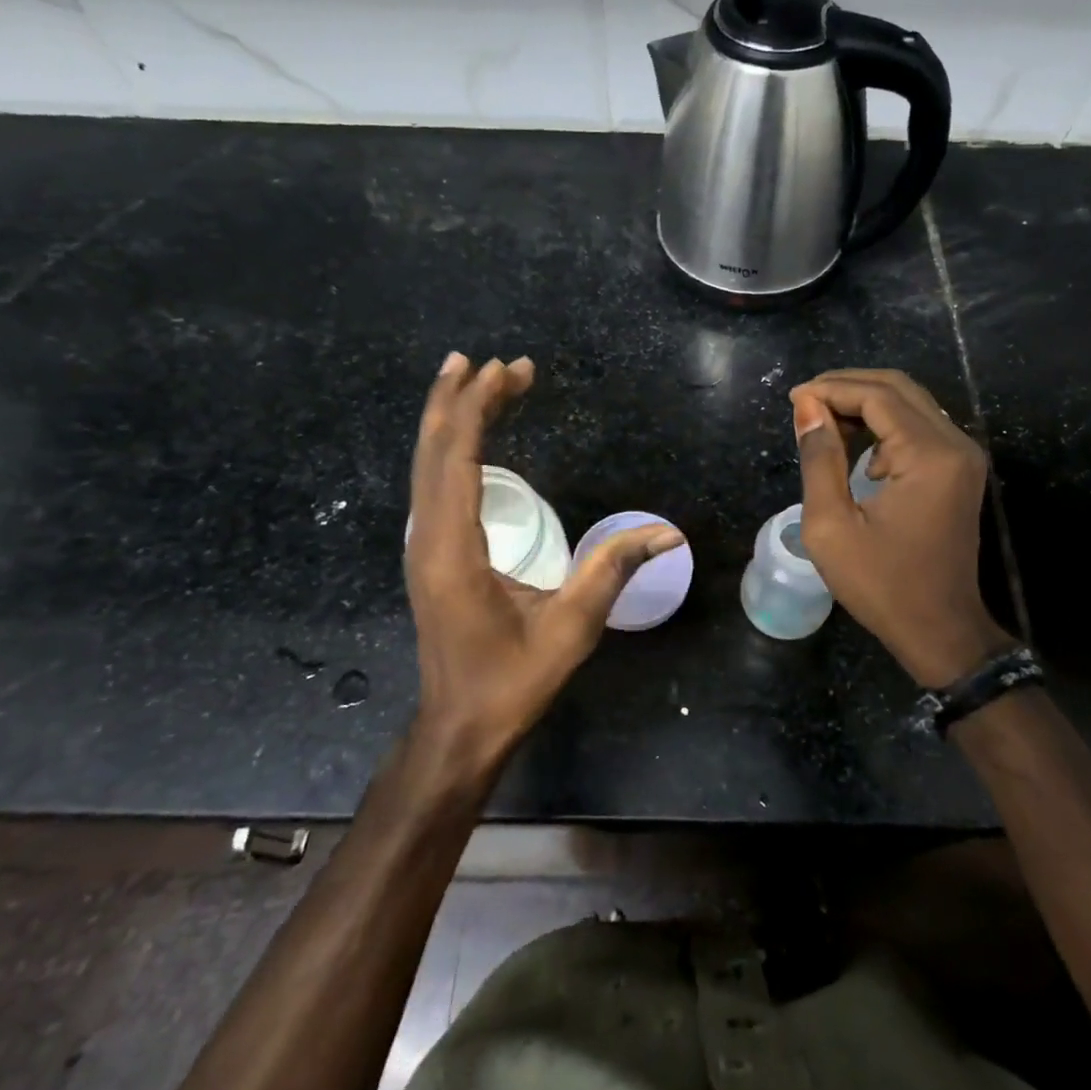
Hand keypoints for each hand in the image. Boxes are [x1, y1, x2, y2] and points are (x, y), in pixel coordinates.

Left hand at [405, 352, 683, 772]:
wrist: (461, 726)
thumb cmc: (512, 680)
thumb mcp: (571, 627)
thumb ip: (613, 569)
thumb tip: (668, 532)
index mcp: (452, 549)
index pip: (457, 458)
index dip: (478, 407)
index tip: (507, 370)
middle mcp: (426, 537)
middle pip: (434, 451)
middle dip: (461, 400)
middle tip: (496, 363)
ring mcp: (422, 546)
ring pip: (426, 465)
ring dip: (448, 419)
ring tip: (468, 376)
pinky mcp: (429, 554)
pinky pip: (431, 484)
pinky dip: (446, 448)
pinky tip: (462, 435)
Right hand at [791, 369, 1009, 686]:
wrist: (940, 630)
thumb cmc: (881, 585)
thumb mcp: (831, 525)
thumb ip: (819, 459)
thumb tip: (807, 407)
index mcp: (928, 456)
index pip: (877, 396)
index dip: (832, 389)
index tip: (794, 400)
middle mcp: (955, 445)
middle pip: (898, 389)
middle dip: (848, 387)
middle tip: (806, 403)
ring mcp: (963, 457)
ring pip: (911, 404)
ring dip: (865, 403)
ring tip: (822, 421)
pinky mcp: (960, 470)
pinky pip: (920, 427)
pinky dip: (884, 424)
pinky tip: (855, 445)